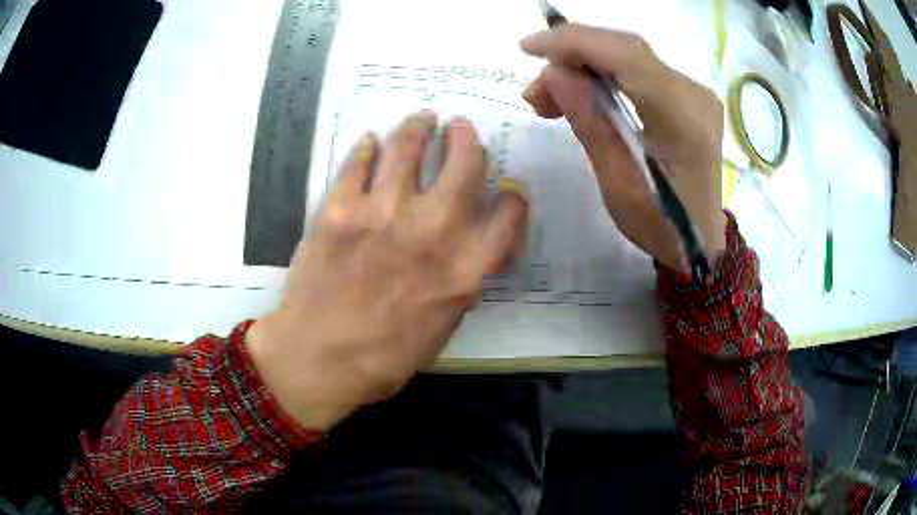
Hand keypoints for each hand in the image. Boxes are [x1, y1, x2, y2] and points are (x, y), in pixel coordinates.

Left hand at [245, 112, 527, 430]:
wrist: (316, 359)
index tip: (506, 190)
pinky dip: (367, 147)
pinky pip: (358, 163)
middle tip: (461, 127)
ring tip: (422, 117)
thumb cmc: (383, 358)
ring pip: (409, 148)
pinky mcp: (340, 208)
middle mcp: (433, 231)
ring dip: (419, 127)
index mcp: (464, 268)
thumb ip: (462, 283)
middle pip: (465, 164)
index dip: (512, 196)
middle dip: (467, 140)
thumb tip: (472, 250)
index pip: (508, 213)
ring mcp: (383, 213)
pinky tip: (372, 140)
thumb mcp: (443, 329)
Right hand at [520, 24, 726, 269]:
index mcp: (684, 119)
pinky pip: (638, 69)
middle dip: (572, 56)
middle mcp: (694, 94)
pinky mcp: (687, 95)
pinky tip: (581, 92)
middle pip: (626, 49)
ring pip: (629, 55)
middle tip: (536, 89)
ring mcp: (694, 91)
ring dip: (584, 65)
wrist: (700, 240)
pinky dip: (602, 74)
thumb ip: (589, 123)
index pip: (627, 57)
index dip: (575, 43)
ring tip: (550, 98)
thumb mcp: (618, 185)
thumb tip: (553, 74)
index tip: (527, 48)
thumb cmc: (661, 225)